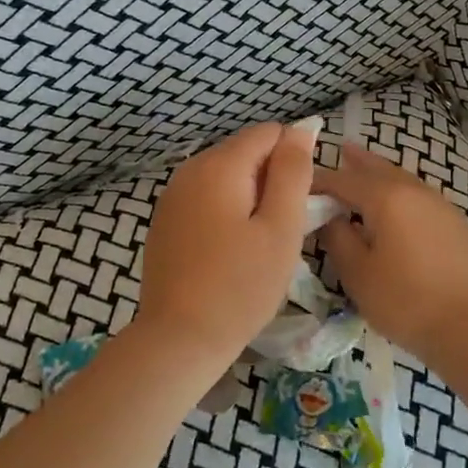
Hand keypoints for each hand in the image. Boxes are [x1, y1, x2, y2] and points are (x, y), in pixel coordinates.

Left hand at [136, 121, 317, 368]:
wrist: (179, 339)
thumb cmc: (240, 285)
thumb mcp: (281, 227)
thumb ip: (293, 172)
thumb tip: (302, 128)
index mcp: (219, 165)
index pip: (269, 133)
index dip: (293, 160)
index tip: (301, 204)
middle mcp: (190, 169)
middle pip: (245, 153)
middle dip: (271, 180)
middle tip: (282, 230)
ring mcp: (172, 196)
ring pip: (226, 177)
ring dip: (250, 198)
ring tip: (258, 245)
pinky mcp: (165, 221)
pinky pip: (206, 199)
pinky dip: (225, 213)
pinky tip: (230, 252)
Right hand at [314, 147, 467, 361]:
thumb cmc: (405, 301)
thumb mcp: (358, 274)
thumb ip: (338, 239)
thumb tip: (330, 218)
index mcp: (386, 197)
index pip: (343, 179)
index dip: (320, 180)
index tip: (301, 183)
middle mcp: (415, 191)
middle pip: (379, 169)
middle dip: (358, 162)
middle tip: (341, 150)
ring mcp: (441, 205)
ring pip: (404, 180)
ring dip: (382, 175)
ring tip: (368, 173)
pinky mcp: (457, 224)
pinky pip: (420, 197)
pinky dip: (402, 193)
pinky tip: (399, 208)